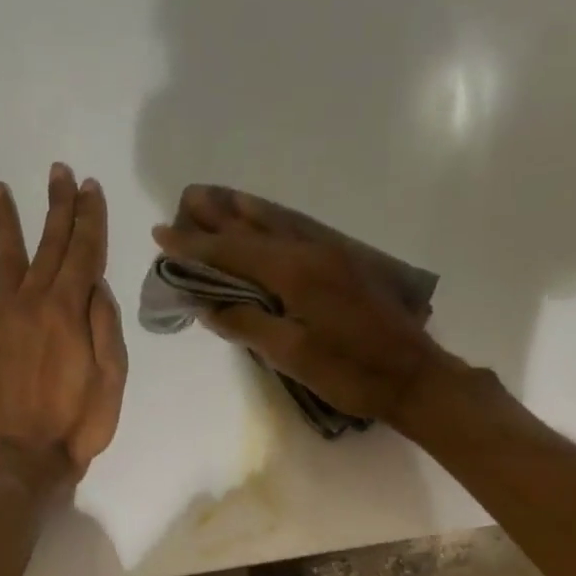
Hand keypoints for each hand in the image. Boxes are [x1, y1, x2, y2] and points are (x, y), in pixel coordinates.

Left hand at [0, 164, 126, 489]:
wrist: (26, 462)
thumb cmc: (79, 426)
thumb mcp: (112, 380)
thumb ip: (105, 327)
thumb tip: (97, 286)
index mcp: (69, 312)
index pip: (84, 254)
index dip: (89, 219)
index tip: (90, 188)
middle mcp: (33, 305)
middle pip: (48, 246)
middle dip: (57, 208)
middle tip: (59, 173)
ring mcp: (0, 321)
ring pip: (3, 260)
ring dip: (3, 222)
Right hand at [151, 185, 443, 422]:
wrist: (413, 376)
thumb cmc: (350, 371)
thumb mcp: (292, 355)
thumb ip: (248, 325)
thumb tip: (208, 306)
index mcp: (294, 272)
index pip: (233, 252)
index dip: (194, 246)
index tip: (161, 233)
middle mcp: (311, 252)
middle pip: (255, 228)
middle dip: (218, 217)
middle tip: (186, 200)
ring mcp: (333, 255)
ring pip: (280, 225)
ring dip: (245, 213)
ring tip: (219, 199)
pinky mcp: (346, 265)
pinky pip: (300, 233)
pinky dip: (274, 223)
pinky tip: (268, 222)